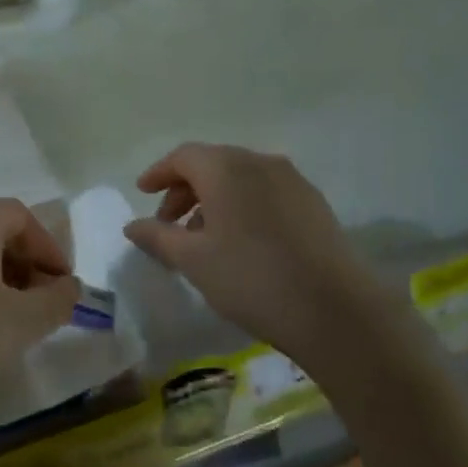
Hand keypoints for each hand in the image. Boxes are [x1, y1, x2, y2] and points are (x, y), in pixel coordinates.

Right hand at [123, 143, 398, 357]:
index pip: (183, 156)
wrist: (335, 310)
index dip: (159, 173)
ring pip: (241, 178)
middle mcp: (260, 162)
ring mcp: (293, 181)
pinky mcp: (314, 204)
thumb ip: (157, 236)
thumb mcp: (193, 260)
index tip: (143, 193)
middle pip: (212, 164)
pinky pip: (266, 193)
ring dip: (214, 199)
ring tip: (203, 237)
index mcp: (226, 168)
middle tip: (168, 223)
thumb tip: (132, 225)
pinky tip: (241, 242)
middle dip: (185, 189)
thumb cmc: (251, 278)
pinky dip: (243, 206)